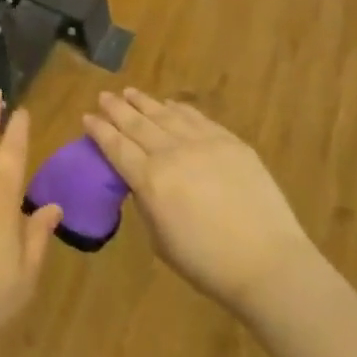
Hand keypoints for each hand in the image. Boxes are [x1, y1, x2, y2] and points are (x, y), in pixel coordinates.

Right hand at [84, 89, 319, 317]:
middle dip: (116, 108)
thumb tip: (142, 183)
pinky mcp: (228, 141)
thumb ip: (147, 204)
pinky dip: (177, 108)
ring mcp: (202, 142)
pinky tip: (169, 104)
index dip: (99, 130)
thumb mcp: (162, 241)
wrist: (269, 263)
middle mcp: (171, 152)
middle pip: (136, 123)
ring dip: (143, 102)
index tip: (87, 116)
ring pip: (164, 113)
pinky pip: (195, 117)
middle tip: (103, 96)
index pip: (116, 147)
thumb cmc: (209, 264)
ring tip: (129, 92)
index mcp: (150, 180)